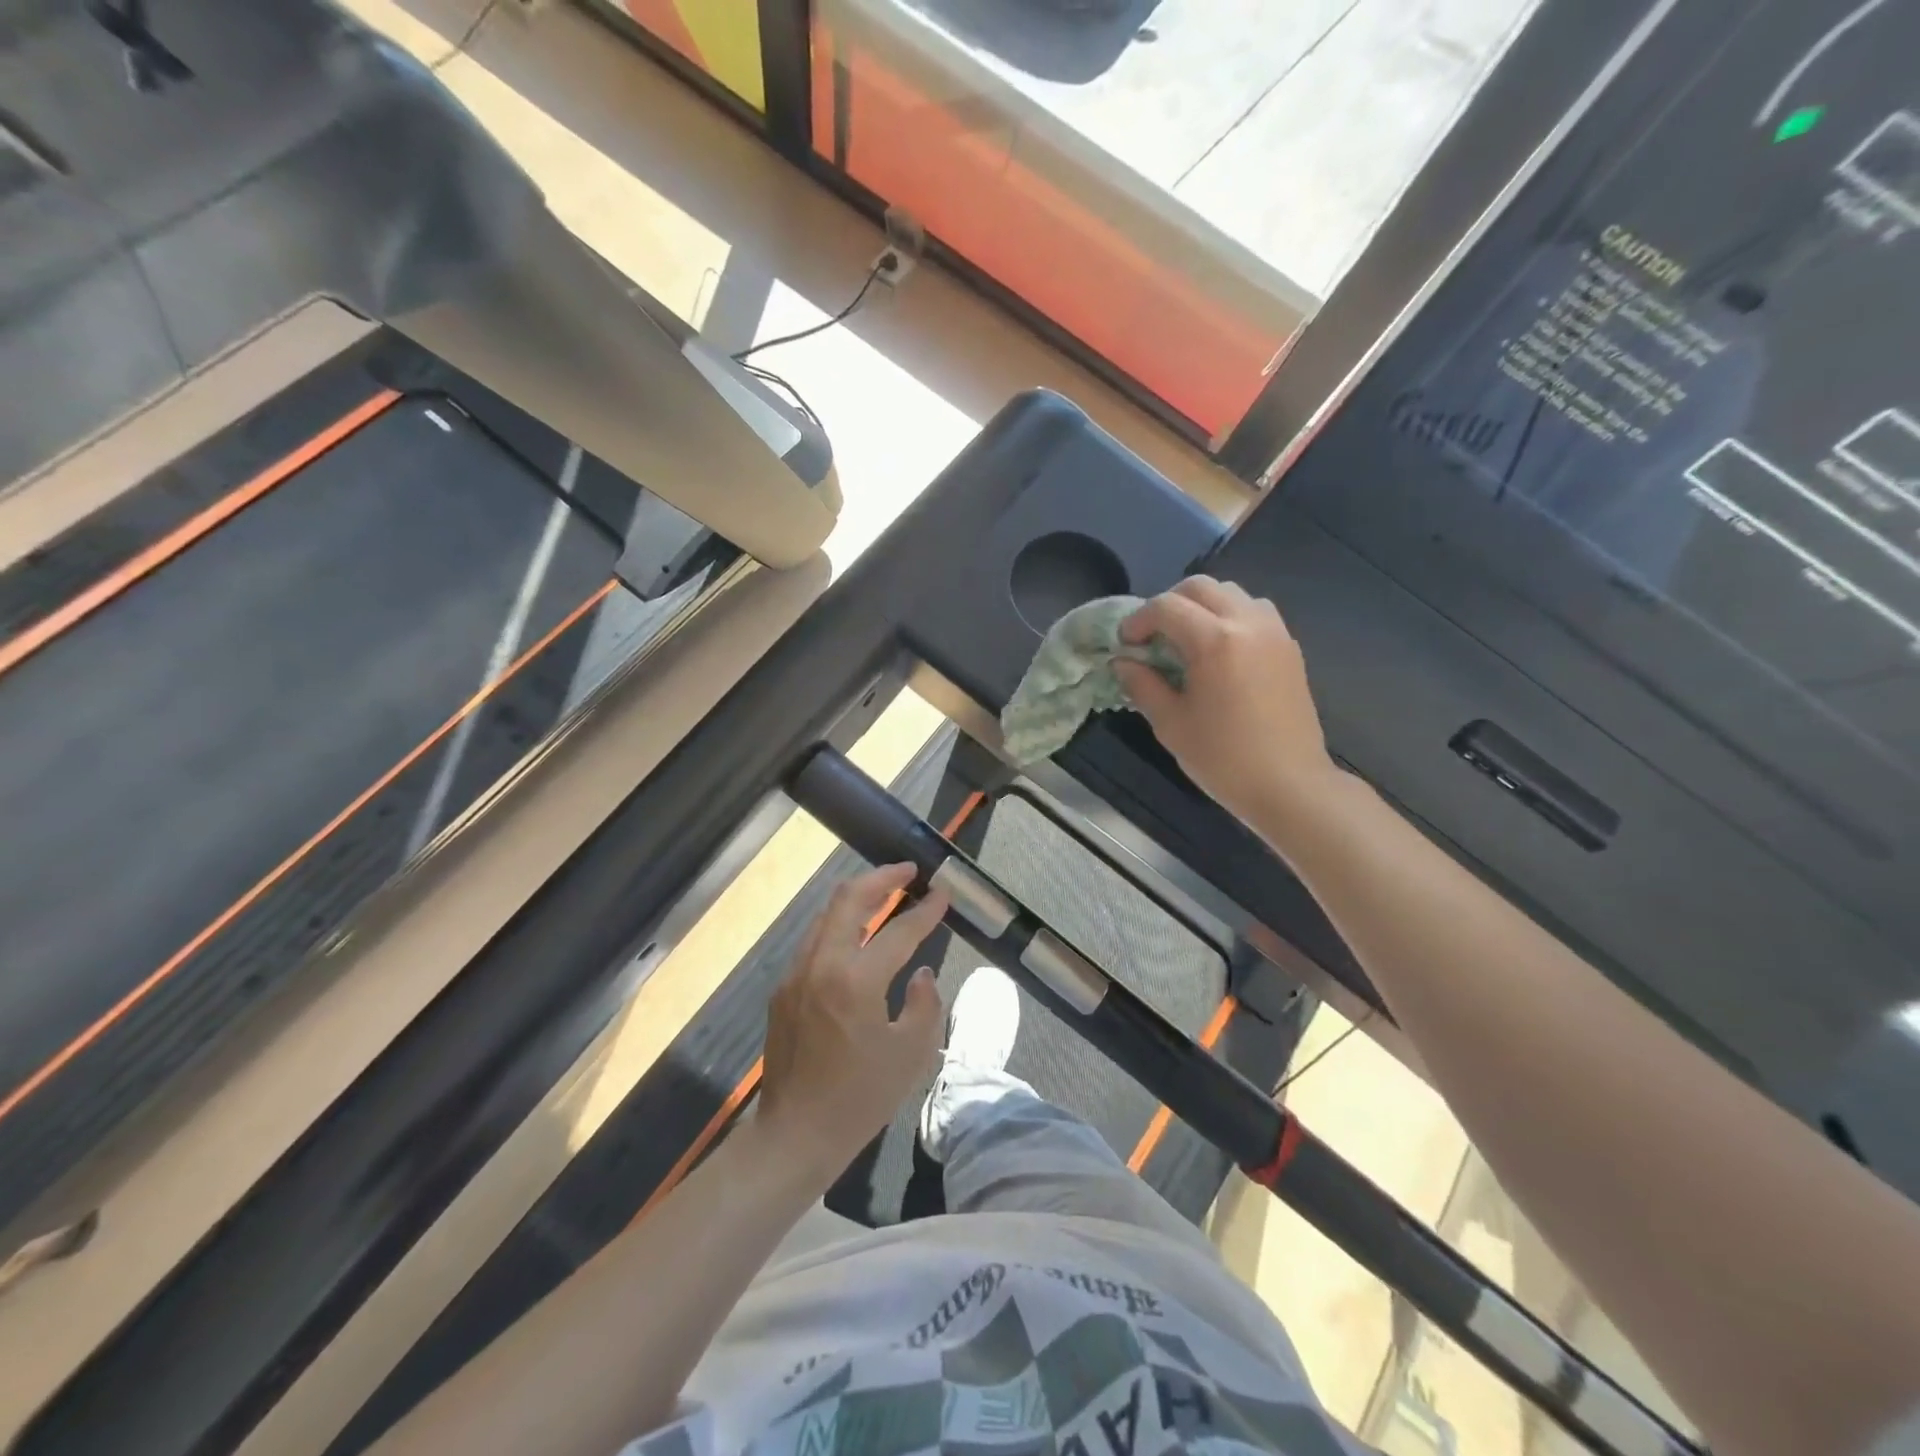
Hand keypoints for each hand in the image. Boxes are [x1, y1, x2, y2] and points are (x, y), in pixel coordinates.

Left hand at [758, 863, 948, 1180]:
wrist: (794, 1135)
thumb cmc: (860, 1099)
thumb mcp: (911, 1055)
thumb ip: (926, 1004)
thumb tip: (922, 973)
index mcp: (855, 980)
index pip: (898, 930)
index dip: (925, 910)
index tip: (943, 892)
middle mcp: (821, 964)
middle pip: (848, 899)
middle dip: (881, 877)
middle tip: (908, 870)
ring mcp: (796, 973)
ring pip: (826, 914)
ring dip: (857, 897)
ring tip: (885, 892)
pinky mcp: (783, 988)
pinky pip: (815, 939)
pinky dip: (840, 923)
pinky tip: (857, 934)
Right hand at [1115, 576, 1339, 829]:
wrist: (1289, 785)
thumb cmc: (1223, 758)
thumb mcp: (1170, 724)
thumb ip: (1142, 685)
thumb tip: (1123, 662)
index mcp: (1215, 640)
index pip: (1166, 607)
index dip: (1138, 620)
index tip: (1125, 644)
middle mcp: (1248, 623)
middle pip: (1201, 588)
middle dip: (1169, 604)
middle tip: (1152, 636)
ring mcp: (1274, 632)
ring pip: (1232, 594)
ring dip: (1202, 606)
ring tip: (1187, 640)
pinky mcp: (1289, 648)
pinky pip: (1255, 613)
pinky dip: (1230, 618)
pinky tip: (1219, 653)